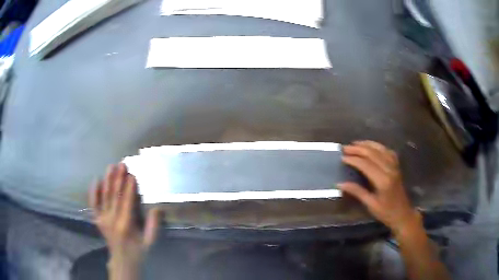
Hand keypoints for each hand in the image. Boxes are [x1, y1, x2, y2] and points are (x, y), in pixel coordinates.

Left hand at [89, 163, 161, 266]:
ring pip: (104, 196)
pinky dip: (94, 191)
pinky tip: (96, 179)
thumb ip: (153, 226)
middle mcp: (111, 220)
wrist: (122, 261)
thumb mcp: (150, 242)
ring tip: (111, 166)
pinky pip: (93, 203)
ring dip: (108, 180)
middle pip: (114, 196)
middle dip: (118, 179)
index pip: (126, 202)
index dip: (129, 188)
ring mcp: (102, 219)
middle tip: (122, 164)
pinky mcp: (97, 219)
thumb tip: (157, 208)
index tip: (132, 174)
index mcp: (125, 225)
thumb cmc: (138, 251)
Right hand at [338, 141, 418, 231]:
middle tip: (345, 148)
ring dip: (367, 144)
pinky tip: (372, 146)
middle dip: (358, 149)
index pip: (366, 165)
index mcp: (383, 181)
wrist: (403, 214)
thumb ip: (357, 192)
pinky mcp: (397, 166)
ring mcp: (394, 166)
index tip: (342, 157)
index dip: (354, 160)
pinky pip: (387, 151)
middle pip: (373, 153)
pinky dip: (378, 147)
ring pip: (380, 149)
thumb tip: (340, 184)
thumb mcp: (370, 204)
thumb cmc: (386, 212)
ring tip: (356, 143)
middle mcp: (390, 169)